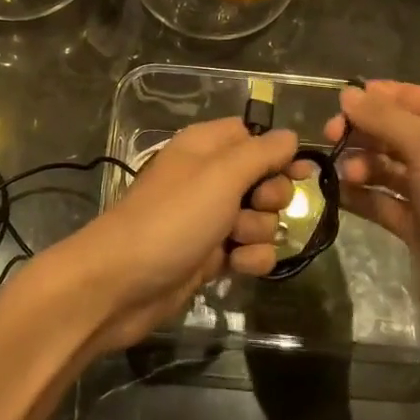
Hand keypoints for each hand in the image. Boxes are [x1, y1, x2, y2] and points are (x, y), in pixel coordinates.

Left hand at [61, 118, 302, 352]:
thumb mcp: (221, 176)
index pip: (252, 136)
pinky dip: (249, 258)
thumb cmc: (172, 219)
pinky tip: (236, 266)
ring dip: (260, 231)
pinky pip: (248, 250)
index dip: (277, 152)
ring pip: (260, 218)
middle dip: (271, 197)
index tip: (298, 171)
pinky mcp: (209, 256)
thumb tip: (290, 136)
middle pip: (263, 179)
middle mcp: (207, 178)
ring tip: (236, 241)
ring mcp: (208, 219)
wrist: (122, 284)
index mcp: (204, 147)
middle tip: (257, 206)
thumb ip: (261, 154)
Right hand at [328, 81, 419, 352]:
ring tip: (345, 173)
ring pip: (388, 167)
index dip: (382, 96)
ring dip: (362, 164)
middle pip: (399, 132)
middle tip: (330, 136)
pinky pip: (384, 202)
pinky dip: (362, 196)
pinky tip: (339, 193)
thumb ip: (385, 118)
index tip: (342, 100)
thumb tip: (348, 93)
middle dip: (365, 132)